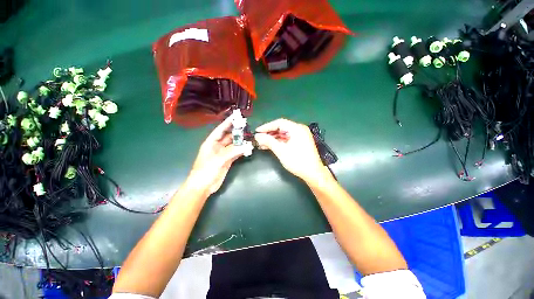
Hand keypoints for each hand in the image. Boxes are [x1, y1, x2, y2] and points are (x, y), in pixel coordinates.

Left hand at [187, 116, 247, 195]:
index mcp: (211, 142)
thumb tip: (246, 145)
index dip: (228, 123)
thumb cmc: (206, 170)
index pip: (220, 130)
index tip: (236, 117)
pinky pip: (236, 153)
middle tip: (247, 127)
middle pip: (228, 137)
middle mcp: (217, 146)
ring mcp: (223, 154)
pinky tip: (248, 148)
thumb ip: (232, 151)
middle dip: (236, 132)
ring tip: (250, 137)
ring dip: (240, 142)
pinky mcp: (228, 160)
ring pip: (233, 145)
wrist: (203, 186)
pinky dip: (241, 150)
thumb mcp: (218, 159)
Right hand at [254, 119, 326, 181]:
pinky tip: (270, 146)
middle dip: (269, 134)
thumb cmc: (297, 161)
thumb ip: (268, 141)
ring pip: (283, 134)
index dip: (267, 126)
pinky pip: (287, 139)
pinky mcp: (300, 142)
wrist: (312, 173)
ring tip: (262, 144)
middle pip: (281, 128)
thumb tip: (257, 136)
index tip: (257, 131)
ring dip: (273, 139)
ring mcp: (301, 136)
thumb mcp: (281, 150)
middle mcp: (299, 129)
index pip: (279, 123)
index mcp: (297, 128)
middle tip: (259, 139)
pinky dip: (279, 142)